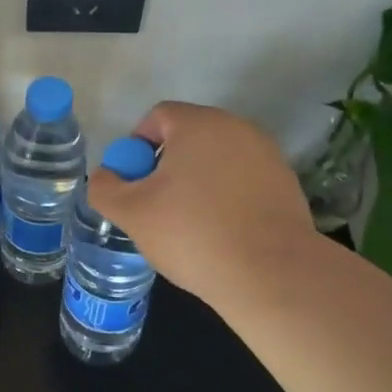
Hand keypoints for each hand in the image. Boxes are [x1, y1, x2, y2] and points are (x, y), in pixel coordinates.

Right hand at [87, 102, 320, 307]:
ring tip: (189, 224)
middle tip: (155, 205)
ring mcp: (266, 155)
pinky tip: (221, 233)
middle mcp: (236, 128)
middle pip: (188, 137)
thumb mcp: (131, 213)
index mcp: (198, 124)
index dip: (136, 147)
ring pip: (216, 160)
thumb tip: (105, 176)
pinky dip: (226, 198)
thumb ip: (104, 187)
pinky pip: (242, 181)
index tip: (134, 184)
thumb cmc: (193, 233)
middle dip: (166, 166)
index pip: (157, 117)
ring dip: (197, 182)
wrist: (272, 274)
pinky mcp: (286, 184)